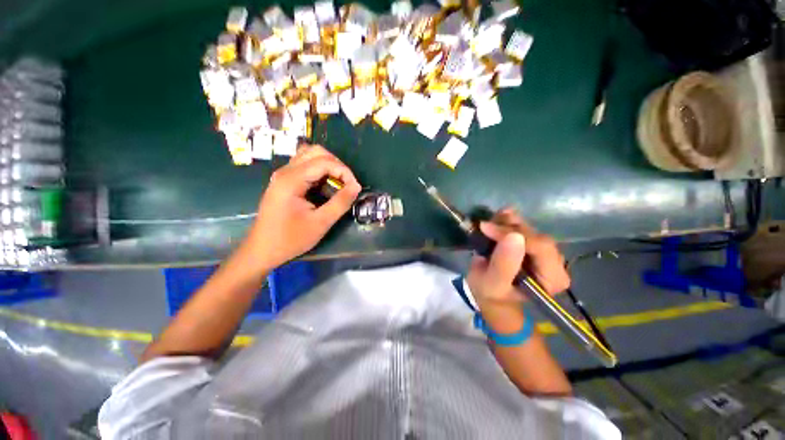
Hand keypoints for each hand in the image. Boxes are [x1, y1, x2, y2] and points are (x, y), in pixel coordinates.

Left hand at [245, 144, 360, 269]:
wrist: (263, 250)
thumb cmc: (291, 239)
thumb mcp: (321, 222)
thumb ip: (340, 202)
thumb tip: (356, 186)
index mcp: (291, 180)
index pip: (324, 161)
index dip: (344, 171)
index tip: (354, 188)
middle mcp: (285, 171)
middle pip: (316, 152)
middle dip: (337, 165)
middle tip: (346, 183)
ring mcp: (283, 175)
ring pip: (310, 156)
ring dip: (328, 166)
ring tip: (338, 184)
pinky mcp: (284, 181)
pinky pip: (305, 166)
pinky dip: (320, 171)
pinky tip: (325, 187)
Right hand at [466, 209, 569, 307]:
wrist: (490, 294)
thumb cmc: (492, 293)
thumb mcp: (494, 284)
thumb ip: (504, 264)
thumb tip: (514, 236)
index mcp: (552, 277)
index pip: (540, 247)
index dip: (513, 234)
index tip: (487, 228)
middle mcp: (554, 262)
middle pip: (535, 235)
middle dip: (509, 228)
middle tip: (485, 226)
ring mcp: (544, 251)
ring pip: (529, 228)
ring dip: (507, 222)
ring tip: (489, 222)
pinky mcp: (533, 244)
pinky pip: (523, 227)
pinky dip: (508, 221)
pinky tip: (496, 219)